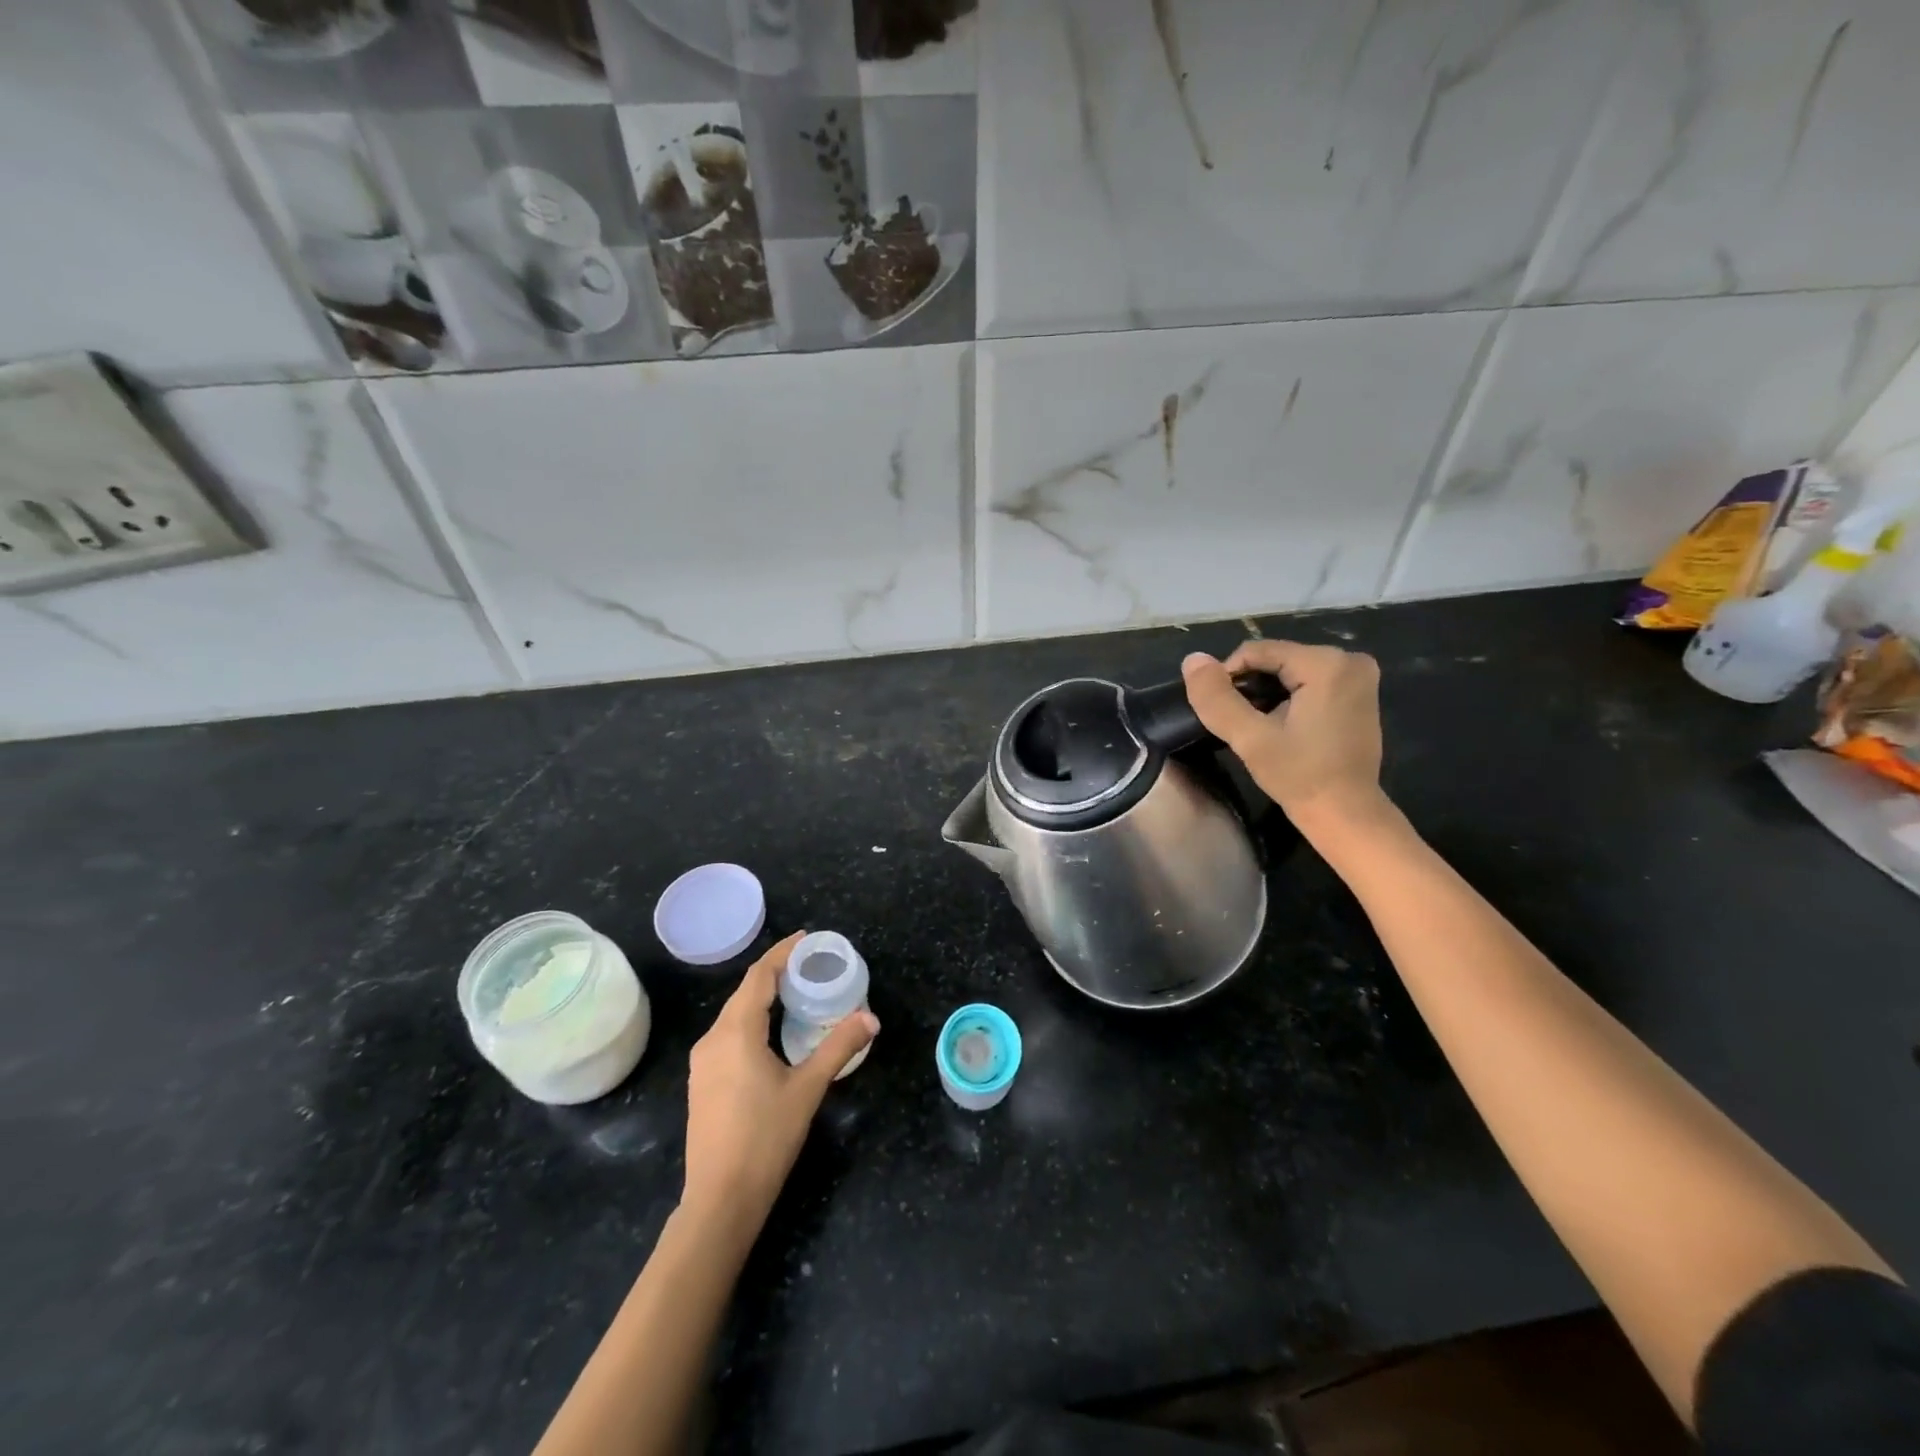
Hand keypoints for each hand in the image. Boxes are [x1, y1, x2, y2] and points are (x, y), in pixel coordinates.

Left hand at [682, 931, 878, 1230]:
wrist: (719, 1200)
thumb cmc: (765, 1138)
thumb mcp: (808, 1088)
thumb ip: (839, 1047)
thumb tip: (871, 1017)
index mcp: (736, 1033)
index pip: (758, 978)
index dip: (781, 954)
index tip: (805, 940)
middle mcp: (712, 1040)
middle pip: (744, 993)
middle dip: (774, 973)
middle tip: (808, 964)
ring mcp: (703, 1063)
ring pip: (734, 1015)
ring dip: (762, 998)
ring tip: (794, 993)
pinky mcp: (702, 1082)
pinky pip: (728, 1035)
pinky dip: (751, 1021)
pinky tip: (771, 1033)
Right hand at [1182, 641, 1388, 833]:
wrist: (1345, 814)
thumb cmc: (1300, 777)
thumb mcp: (1250, 738)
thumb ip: (1217, 698)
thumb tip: (1192, 659)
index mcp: (1326, 663)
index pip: (1257, 650)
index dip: (1228, 676)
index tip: (1219, 711)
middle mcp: (1349, 659)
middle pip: (1275, 658)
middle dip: (1250, 686)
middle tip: (1238, 722)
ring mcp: (1358, 676)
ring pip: (1289, 670)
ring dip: (1265, 692)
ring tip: (1255, 726)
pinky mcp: (1359, 693)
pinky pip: (1308, 681)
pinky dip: (1287, 697)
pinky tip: (1279, 725)